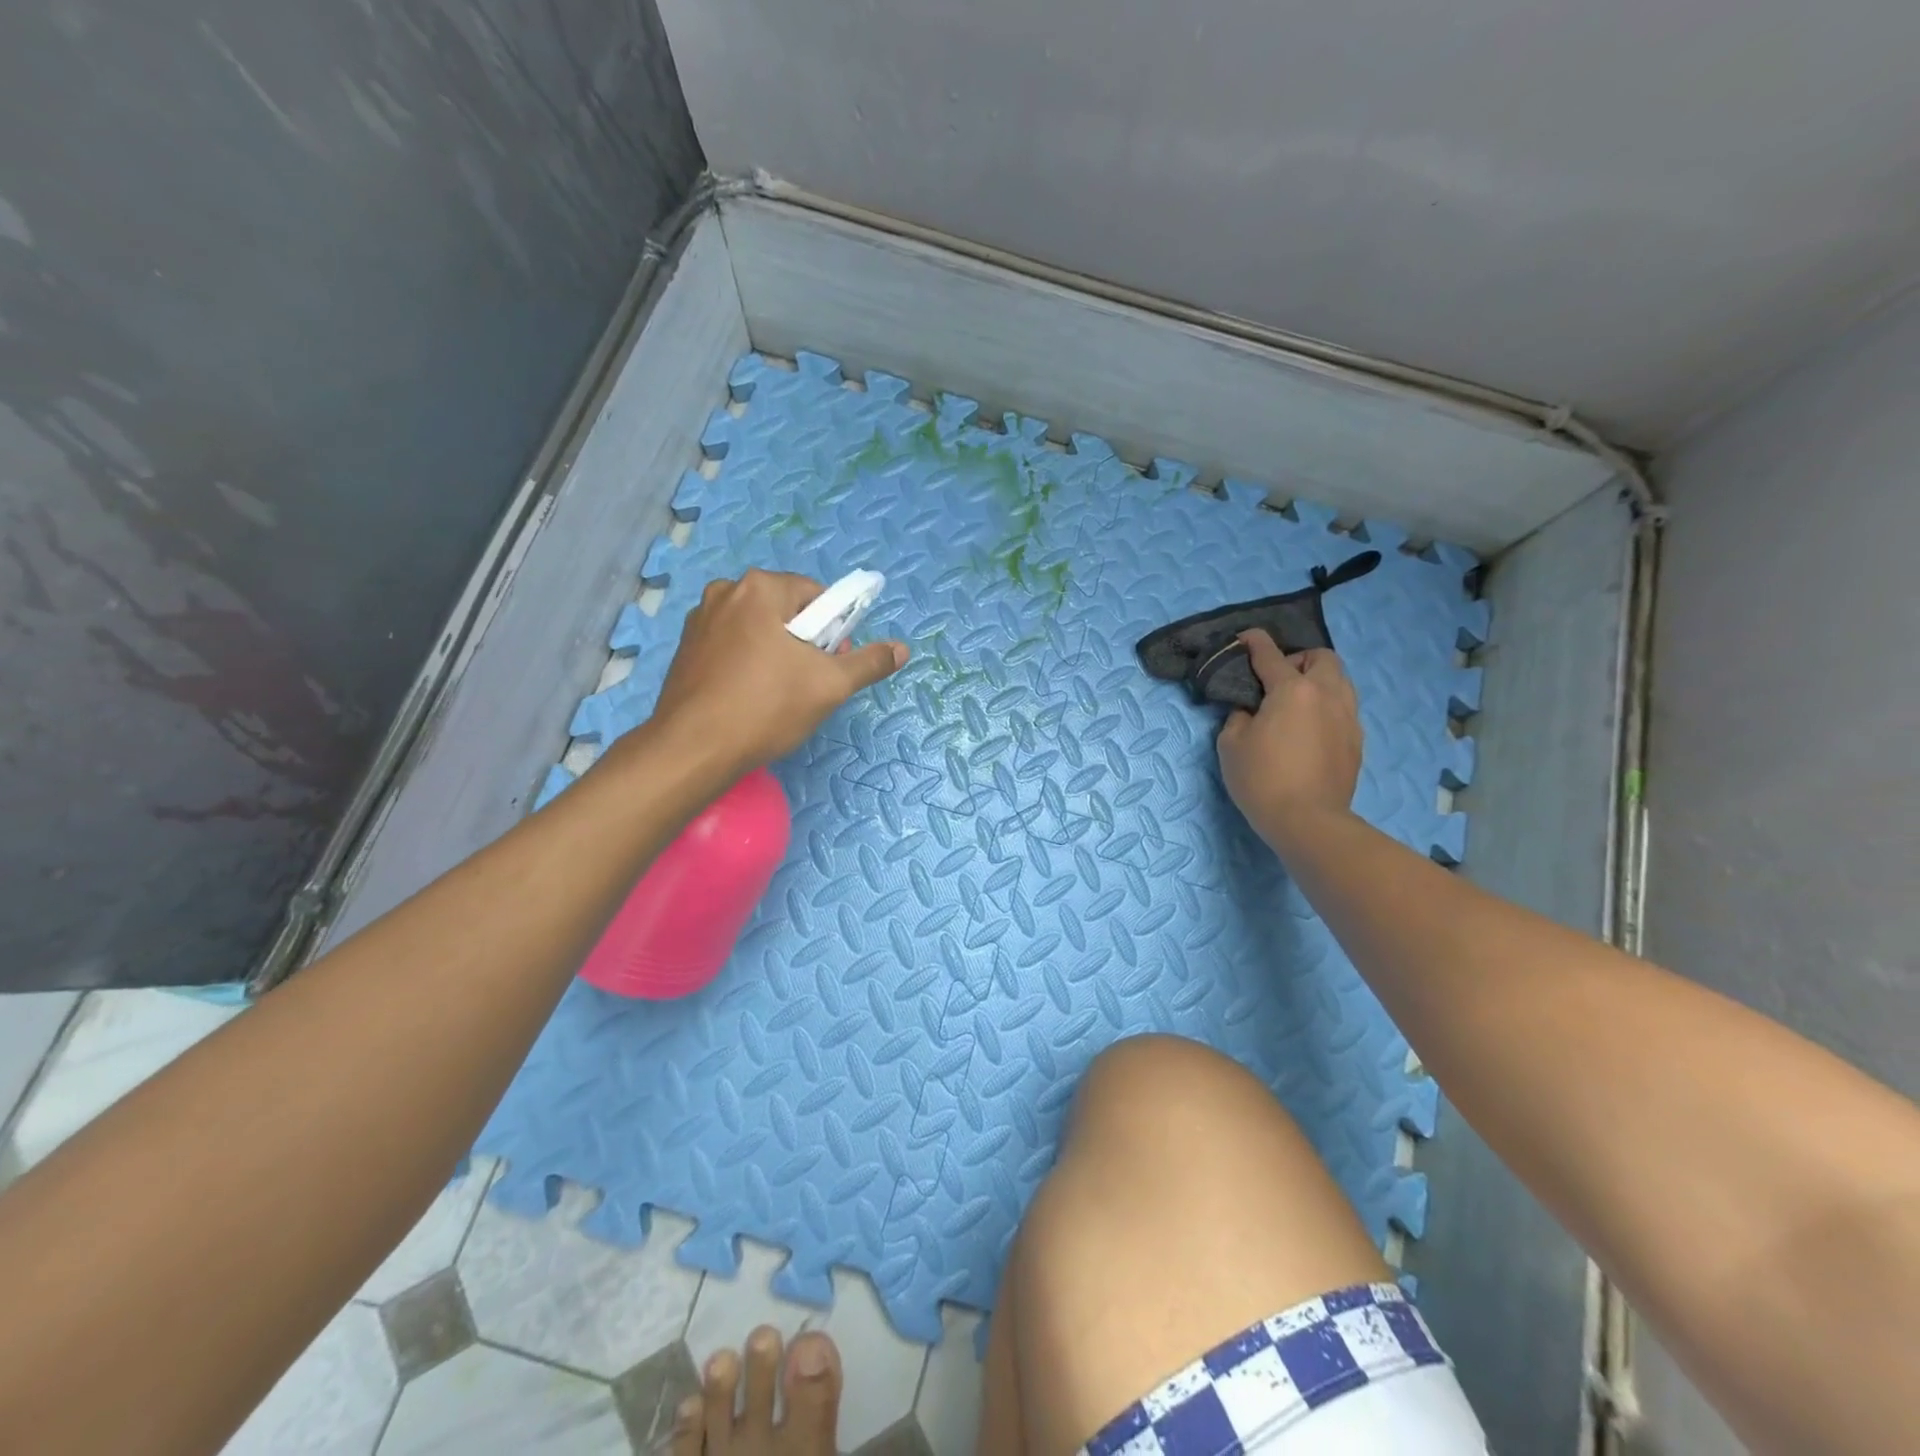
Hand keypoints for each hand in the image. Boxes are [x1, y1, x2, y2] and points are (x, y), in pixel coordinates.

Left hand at [648, 570, 907, 772]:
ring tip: (778, 695)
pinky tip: (749, 698)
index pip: (816, 595)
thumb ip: (869, 663)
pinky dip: (748, 664)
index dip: (833, 629)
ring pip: (758, 629)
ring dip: (776, 654)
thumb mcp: (830, 686)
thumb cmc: (766, 708)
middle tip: (808, 684)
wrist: (693, 750)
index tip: (830, 664)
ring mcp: (699, 620)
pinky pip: (732, 646)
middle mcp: (725, 592)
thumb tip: (902, 649)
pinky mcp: (685, 649)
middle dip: (804, 642)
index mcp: (759, 588)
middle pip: (786, 610)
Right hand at [1216, 632, 1362, 848]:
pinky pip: (1344, 708)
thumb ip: (1239, 716)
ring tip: (1295, 703)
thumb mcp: (1231, 744)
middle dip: (1298, 659)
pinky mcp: (1356, 741)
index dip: (1254, 642)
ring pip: (1340, 681)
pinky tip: (1309, 730)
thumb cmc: (1262, 779)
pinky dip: (1326, 707)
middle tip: (1276, 680)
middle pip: (1321, 658)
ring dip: (1317, 681)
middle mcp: (1327, 694)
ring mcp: (1348, 717)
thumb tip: (1250, 710)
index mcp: (1293, 690)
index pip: (1271, 654)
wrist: (1308, 821)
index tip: (1244, 638)